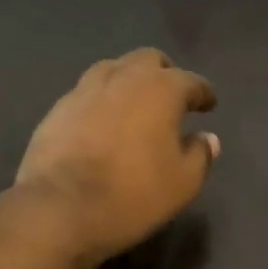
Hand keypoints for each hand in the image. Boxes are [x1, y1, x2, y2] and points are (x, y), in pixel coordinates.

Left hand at [14, 49, 220, 266]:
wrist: (59, 208)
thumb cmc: (132, 194)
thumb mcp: (182, 184)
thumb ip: (200, 155)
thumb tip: (207, 138)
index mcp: (161, 89)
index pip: (191, 82)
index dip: (203, 93)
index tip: (209, 104)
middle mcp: (124, 77)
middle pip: (149, 60)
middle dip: (164, 74)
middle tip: (171, 96)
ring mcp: (85, 89)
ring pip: (114, 69)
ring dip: (129, 80)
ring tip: (134, 104)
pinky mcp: (58, 108)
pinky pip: (87, 93)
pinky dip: (101, 101)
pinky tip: (101, 122)